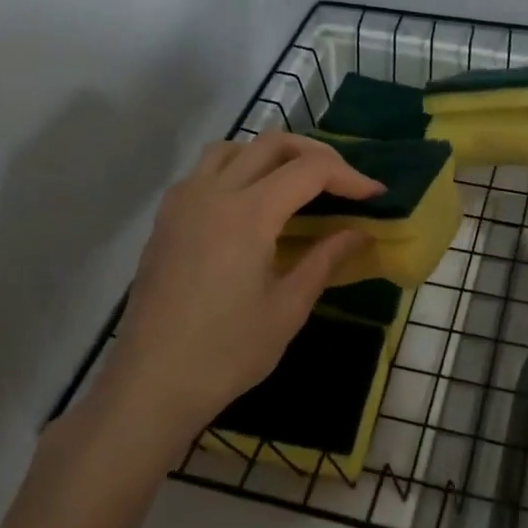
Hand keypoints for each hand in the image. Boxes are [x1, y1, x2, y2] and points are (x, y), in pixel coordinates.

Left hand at [91, 132, 380, 459]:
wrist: (152, 383)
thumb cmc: (226, 352)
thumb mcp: (287, 309)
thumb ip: (325, 260)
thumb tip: (359, 233)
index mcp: (247, 214)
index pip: (309, 171)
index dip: (349, 176)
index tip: (375, 194)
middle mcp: (212, 193)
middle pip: (272, 144)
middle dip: (316, 154)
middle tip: (343, 182)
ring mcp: (183, 202)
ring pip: (232, 148)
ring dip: (271, 154)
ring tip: (297, 183)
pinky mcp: (166, 219)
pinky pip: (204, 171)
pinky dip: (237, 169)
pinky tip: (251, 204)